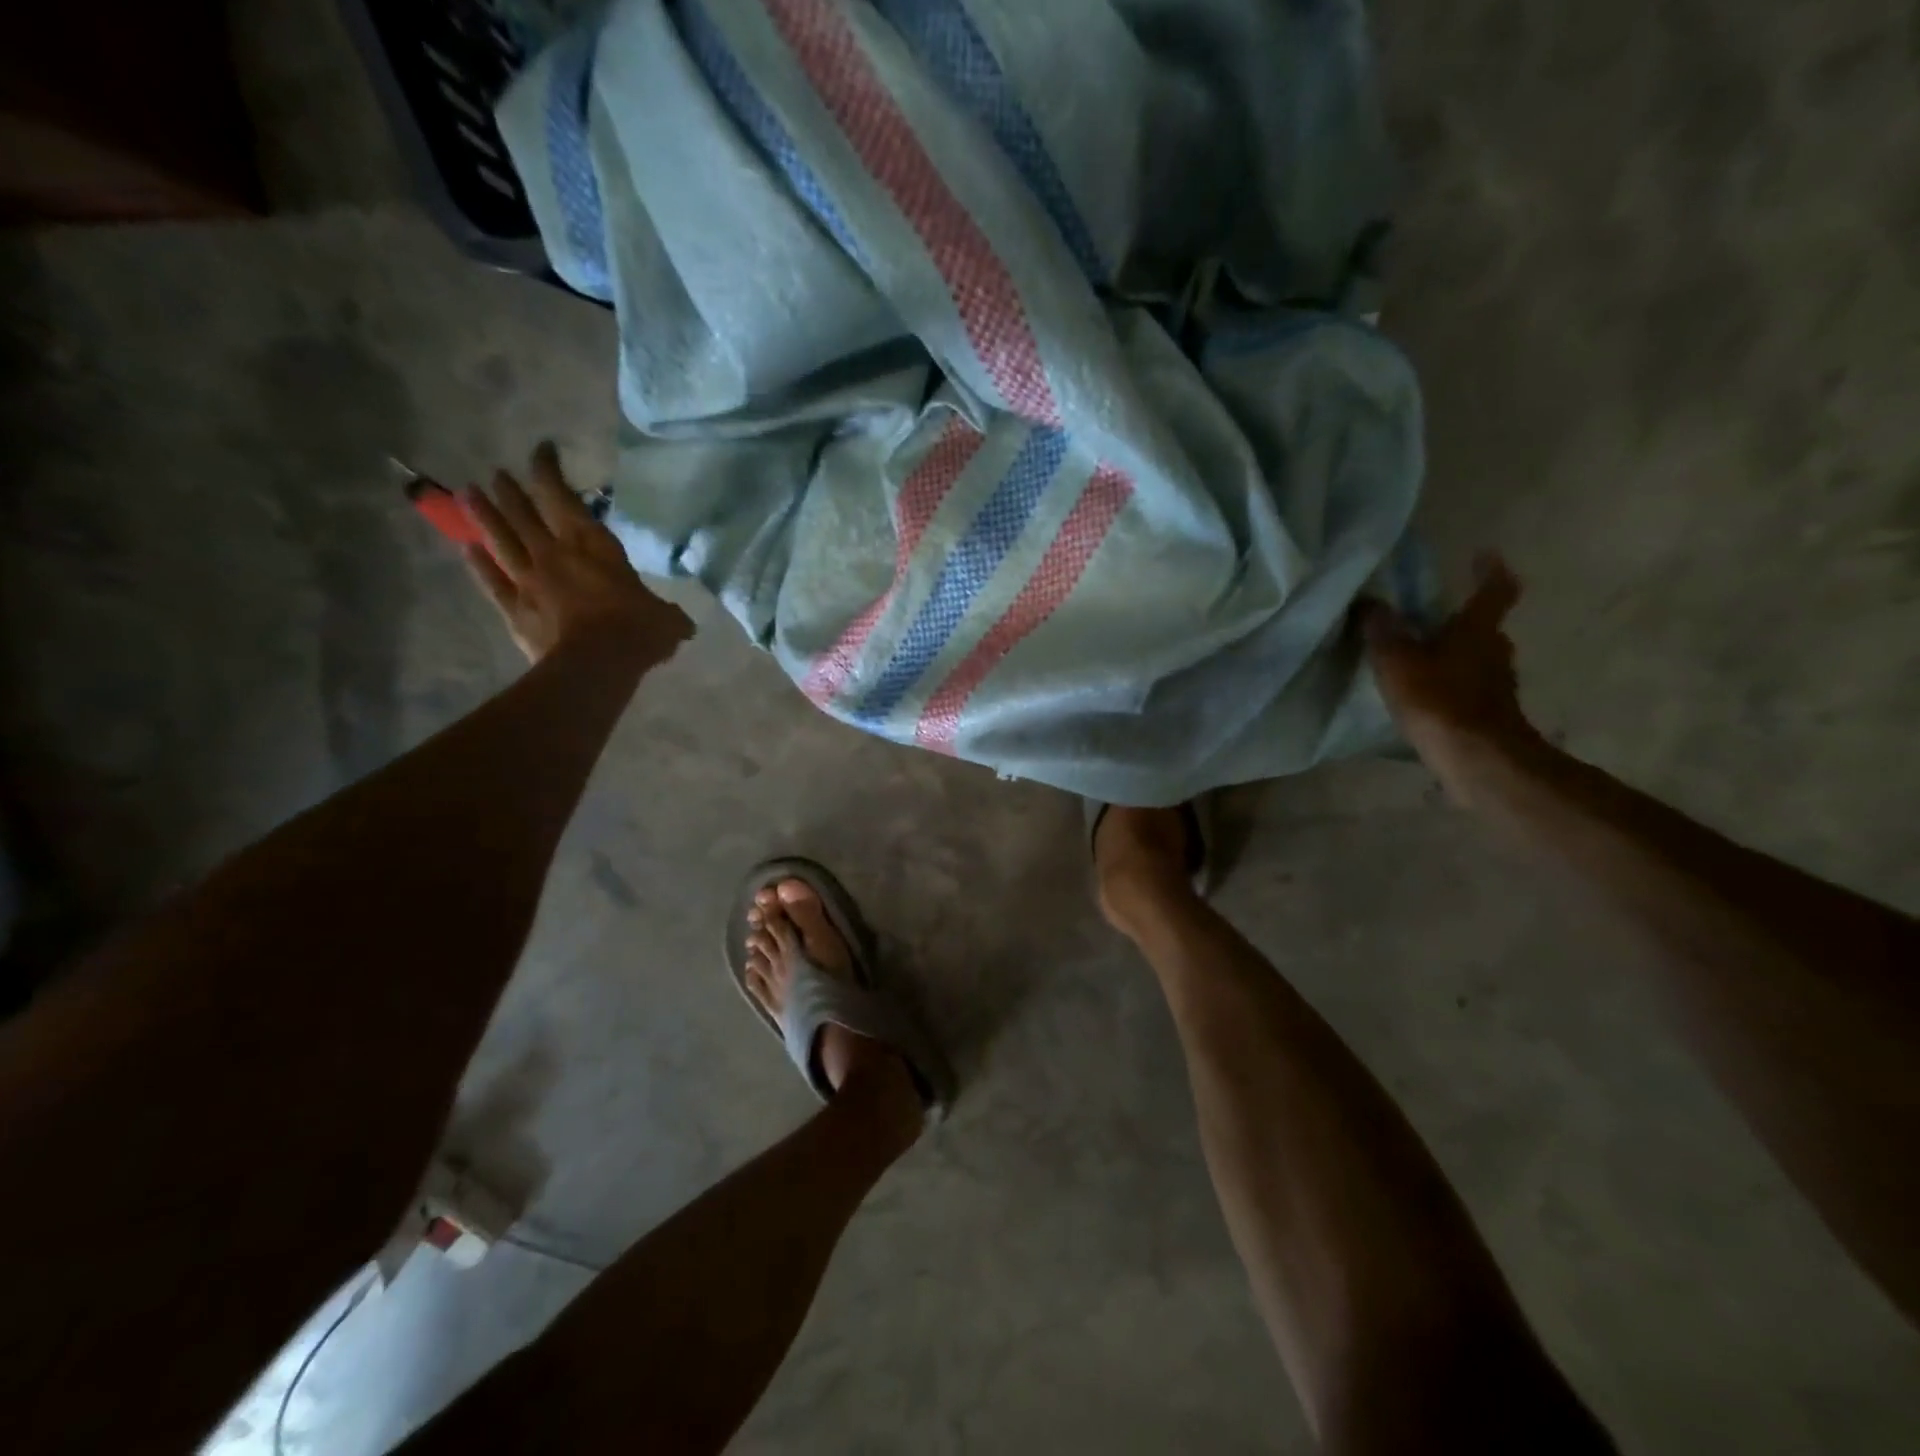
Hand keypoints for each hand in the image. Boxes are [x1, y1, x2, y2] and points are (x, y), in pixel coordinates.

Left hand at [463, 442, 692, 665]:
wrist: (596, 666)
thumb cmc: (636, 631)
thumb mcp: (666, 619)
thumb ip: (666, 613)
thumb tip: (680, 623)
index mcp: (591, 545)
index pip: (563, 497)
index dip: (548, 470)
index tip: (540, 451)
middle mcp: (554, 554)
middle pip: (524, 514)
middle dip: (510, 491)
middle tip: (497, 474)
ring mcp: (528, 580)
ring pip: (500, 540)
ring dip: (484, 516)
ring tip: (467, 493)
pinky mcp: (513, 609)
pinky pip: (492, 581)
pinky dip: (478, 564)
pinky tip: (467, 549)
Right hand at [1357, 554, 1540, 800]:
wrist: (1477, 759)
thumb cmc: (1438, 700)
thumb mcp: (1397, 661)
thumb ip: (1382, 631)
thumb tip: (1369, 603)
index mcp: (1477, 629)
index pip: (1496, 590)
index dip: (1490, 572)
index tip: (1483, 556)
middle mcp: (1495, 650)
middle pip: (1484, 627)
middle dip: (1460, 620)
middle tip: (1429, 617)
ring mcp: (1497, 684)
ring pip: (1476, 658)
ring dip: (1454, 654)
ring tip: (1420, 658)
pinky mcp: (1489, 713)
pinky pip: (1468, 687)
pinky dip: (1450, 684)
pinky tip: (1425, 695)